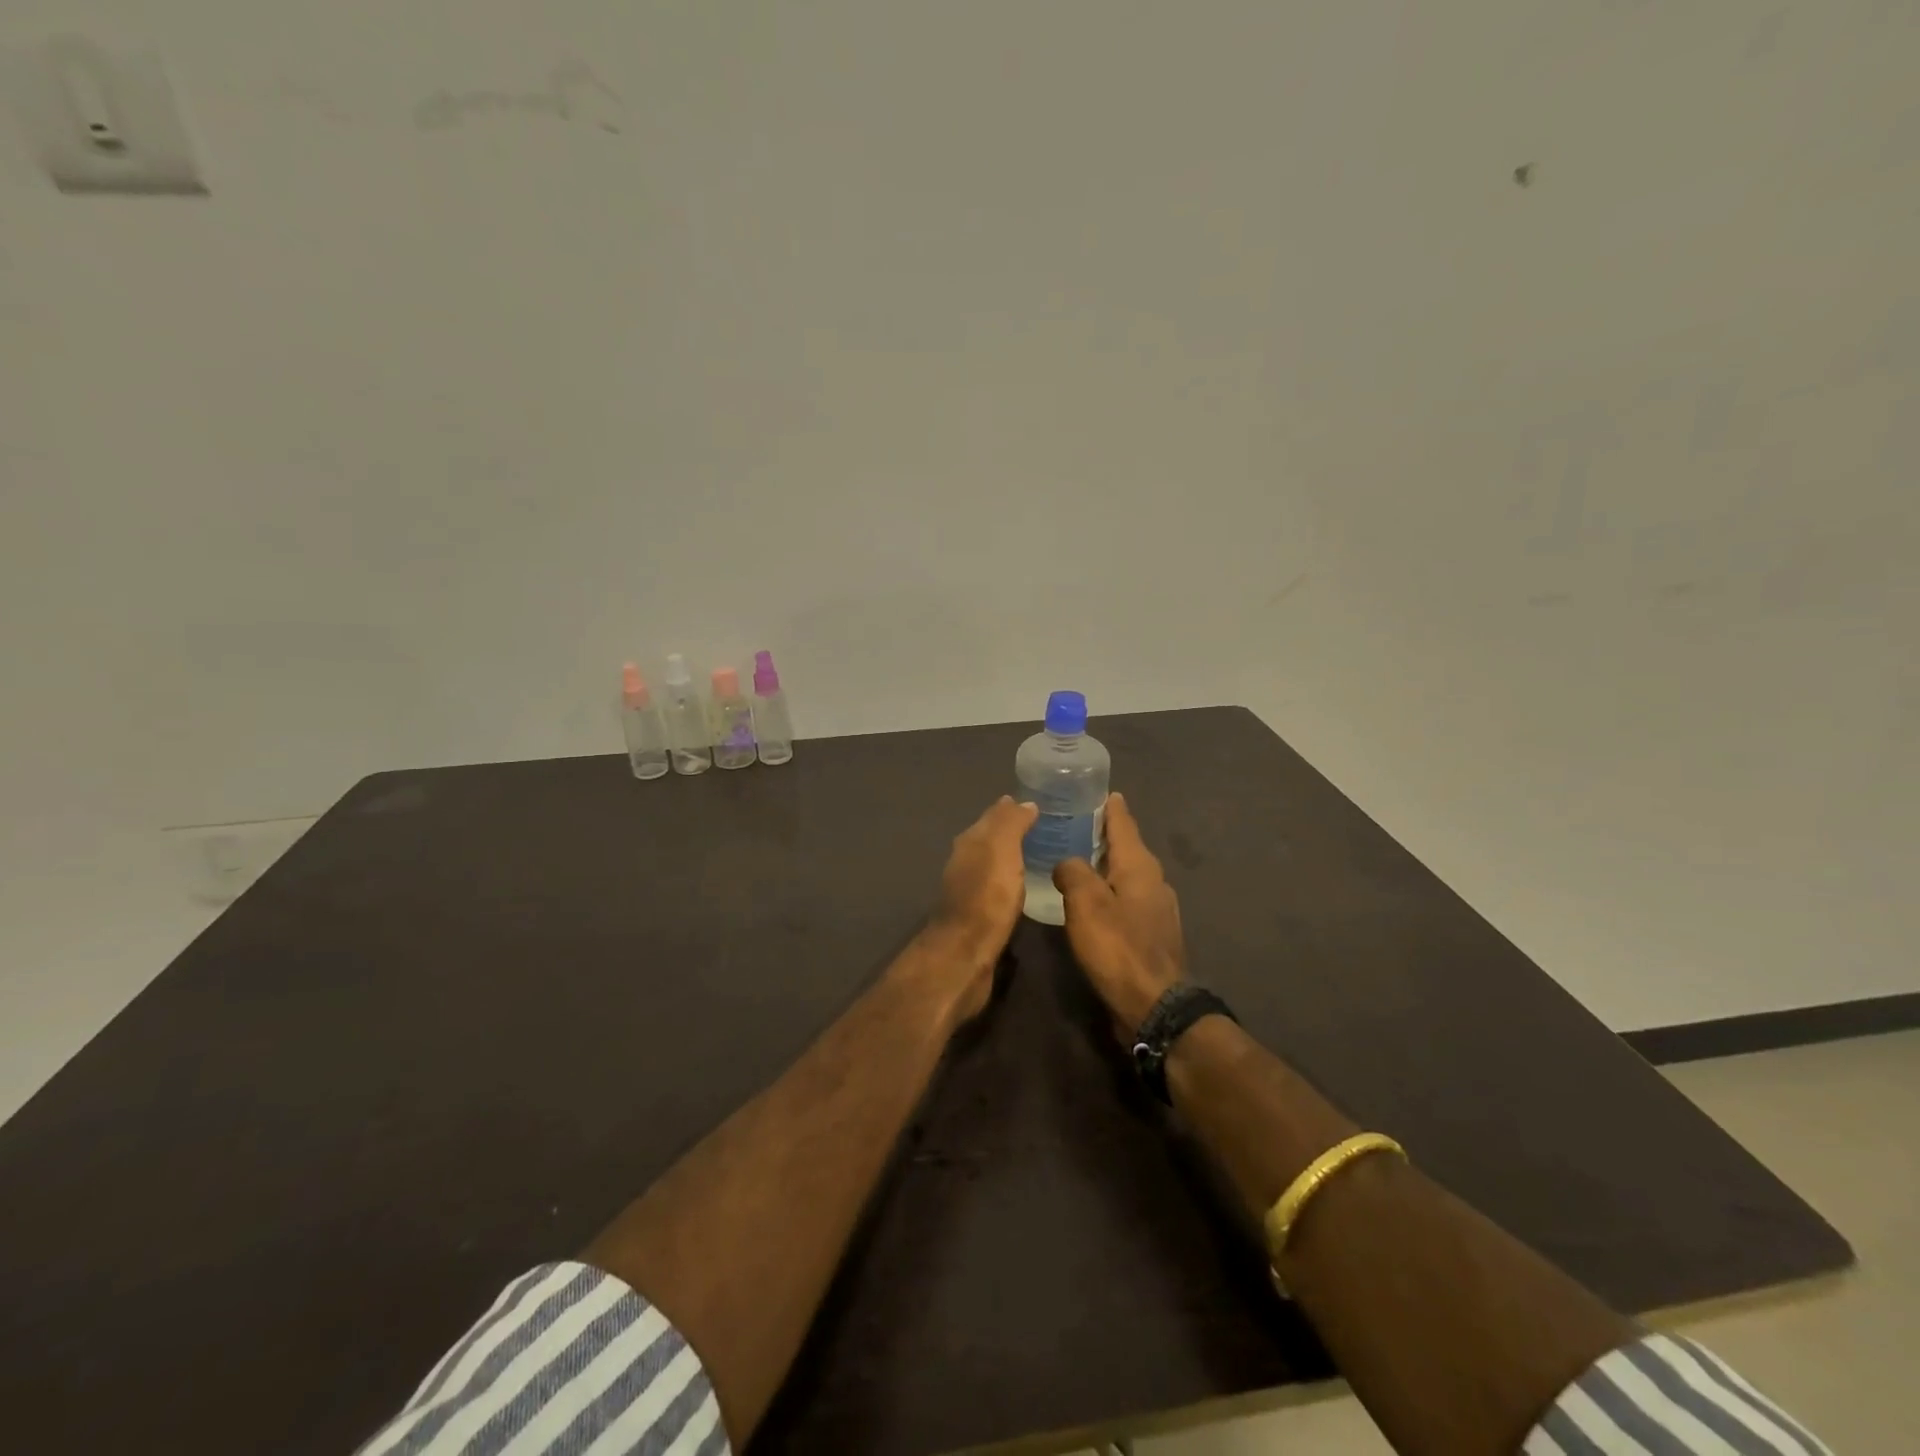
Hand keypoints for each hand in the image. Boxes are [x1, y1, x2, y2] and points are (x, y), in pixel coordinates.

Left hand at [921, 796, 1039, 1021]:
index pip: (993, 816)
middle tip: (1045, 827)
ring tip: (1040, 855)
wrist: (965, 953)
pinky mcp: (977, 915)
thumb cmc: (986, 897)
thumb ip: (1011, 824)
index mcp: (970, 841)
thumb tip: (1023, 802)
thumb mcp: (1002, 850)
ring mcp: (969, 889)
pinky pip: (997, 887)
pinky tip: (1025, 887)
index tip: (1038, 804)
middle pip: (990, 838)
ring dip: (1011, 857)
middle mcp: (965, 861)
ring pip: (993, 863)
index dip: (1012, 809)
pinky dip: (1010, 881)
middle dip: (1012, 830)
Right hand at [1052, 793, 1186, 1034]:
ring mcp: (1156, 909)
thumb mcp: (1085, 903)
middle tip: (1074, 823)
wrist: (1154, 1006)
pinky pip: (1127, 899)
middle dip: (1104, 834)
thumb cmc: (1118, 947)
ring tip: (1077, 859)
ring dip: (1105, 864)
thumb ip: (1073, 872)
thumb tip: (1067, 862)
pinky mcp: (1152, 933)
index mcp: (1139, 866)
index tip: (1097, 790)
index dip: (1109, 806)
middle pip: (1126, 847)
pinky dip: (1109, 890)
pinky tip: (1092, 901)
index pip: (1123, 822)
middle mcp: (1153, 880)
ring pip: (1127, 874)